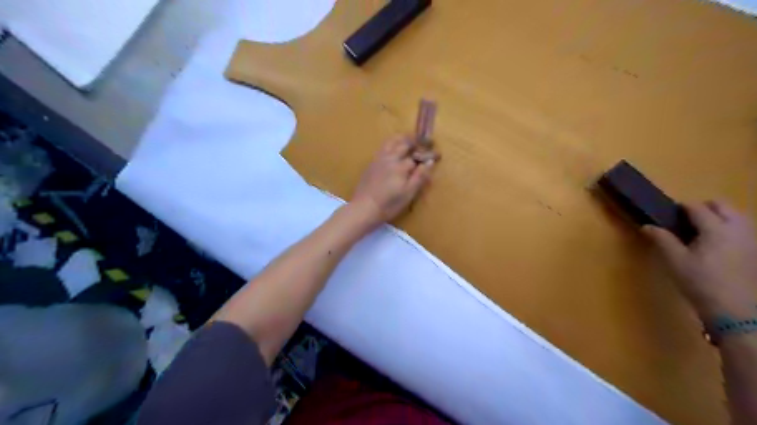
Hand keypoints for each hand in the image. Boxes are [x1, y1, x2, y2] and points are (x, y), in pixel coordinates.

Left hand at [352, 134, 440, 226]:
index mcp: (401, 166)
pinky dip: (391, 143)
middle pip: (404, 144)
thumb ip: (419, 177)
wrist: (364, 208)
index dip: (427, 155)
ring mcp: (379, 159)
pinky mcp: (372, 163)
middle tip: (424, 142)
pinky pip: (383, 147)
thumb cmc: (389, 204)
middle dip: (416, 142)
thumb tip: (430, 162)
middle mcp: (390, 158)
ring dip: (402, 139)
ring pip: (392, 142)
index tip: (437, 154)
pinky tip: (393, 149)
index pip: (417, 156)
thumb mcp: (408, 194)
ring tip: (409, 140)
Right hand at [644, 201, 755, 320]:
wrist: (735, 310)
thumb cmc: (700, 282)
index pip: (696, 207)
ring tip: (701, 233)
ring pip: (735, 216)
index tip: (667, 214)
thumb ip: (661, 239)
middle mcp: (738, 228)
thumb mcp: (675, 260)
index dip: (680, 208)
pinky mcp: (756, 252)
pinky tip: (717, 245)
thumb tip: (647, 225)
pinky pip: (743, 230)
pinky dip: (729, 229)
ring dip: (718, 217)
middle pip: (722, 205)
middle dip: (703, 207)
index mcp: (715, 228)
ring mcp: (751, 240)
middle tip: (685, 221)